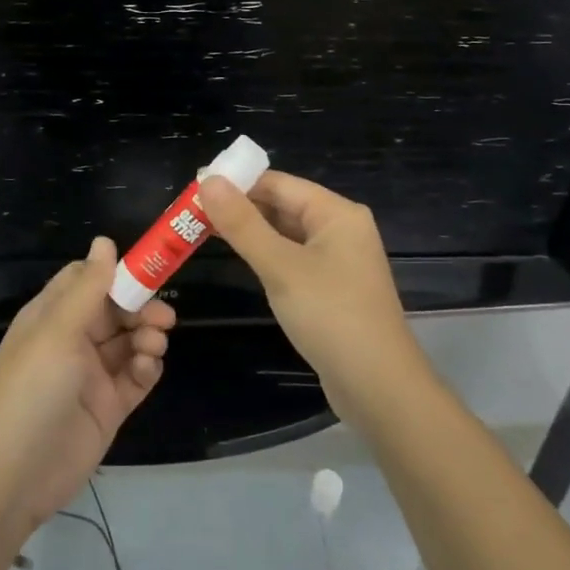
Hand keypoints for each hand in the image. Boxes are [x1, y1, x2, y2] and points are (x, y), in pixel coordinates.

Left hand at [0, 238, 173, 529]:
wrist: (13, 477)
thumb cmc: (30, 390)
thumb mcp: (57, 331)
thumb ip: (88, 287)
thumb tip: (106, 240)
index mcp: (52, 316)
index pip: (88, 280)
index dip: (117, 273)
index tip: (149, 270)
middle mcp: (72, 340)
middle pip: (116, 310)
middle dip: (141, 308)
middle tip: (164, 318)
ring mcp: (91, 375)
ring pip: (130, 342)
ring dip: (147, 337)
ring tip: (154, 345)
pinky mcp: (108, 407)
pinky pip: (136, 377)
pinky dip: (147, 368)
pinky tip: (147, 368)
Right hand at [200, 171, 429, 424]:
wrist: (379, 388)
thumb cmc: (331, 317)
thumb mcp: (281, 267)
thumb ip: (242, 224)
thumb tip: (207, 180)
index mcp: (337, 213)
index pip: (278, 183)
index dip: (237, 182)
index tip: (194, 188)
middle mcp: (341, 229)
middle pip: (283, 205)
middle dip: (240, 207)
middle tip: (190, 212)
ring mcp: (339, 261)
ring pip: (286, 234)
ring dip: (250, 232)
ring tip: (202, 231)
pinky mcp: (332, 289)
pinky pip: (293, 259)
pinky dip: (266, 256)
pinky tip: (240, 260)